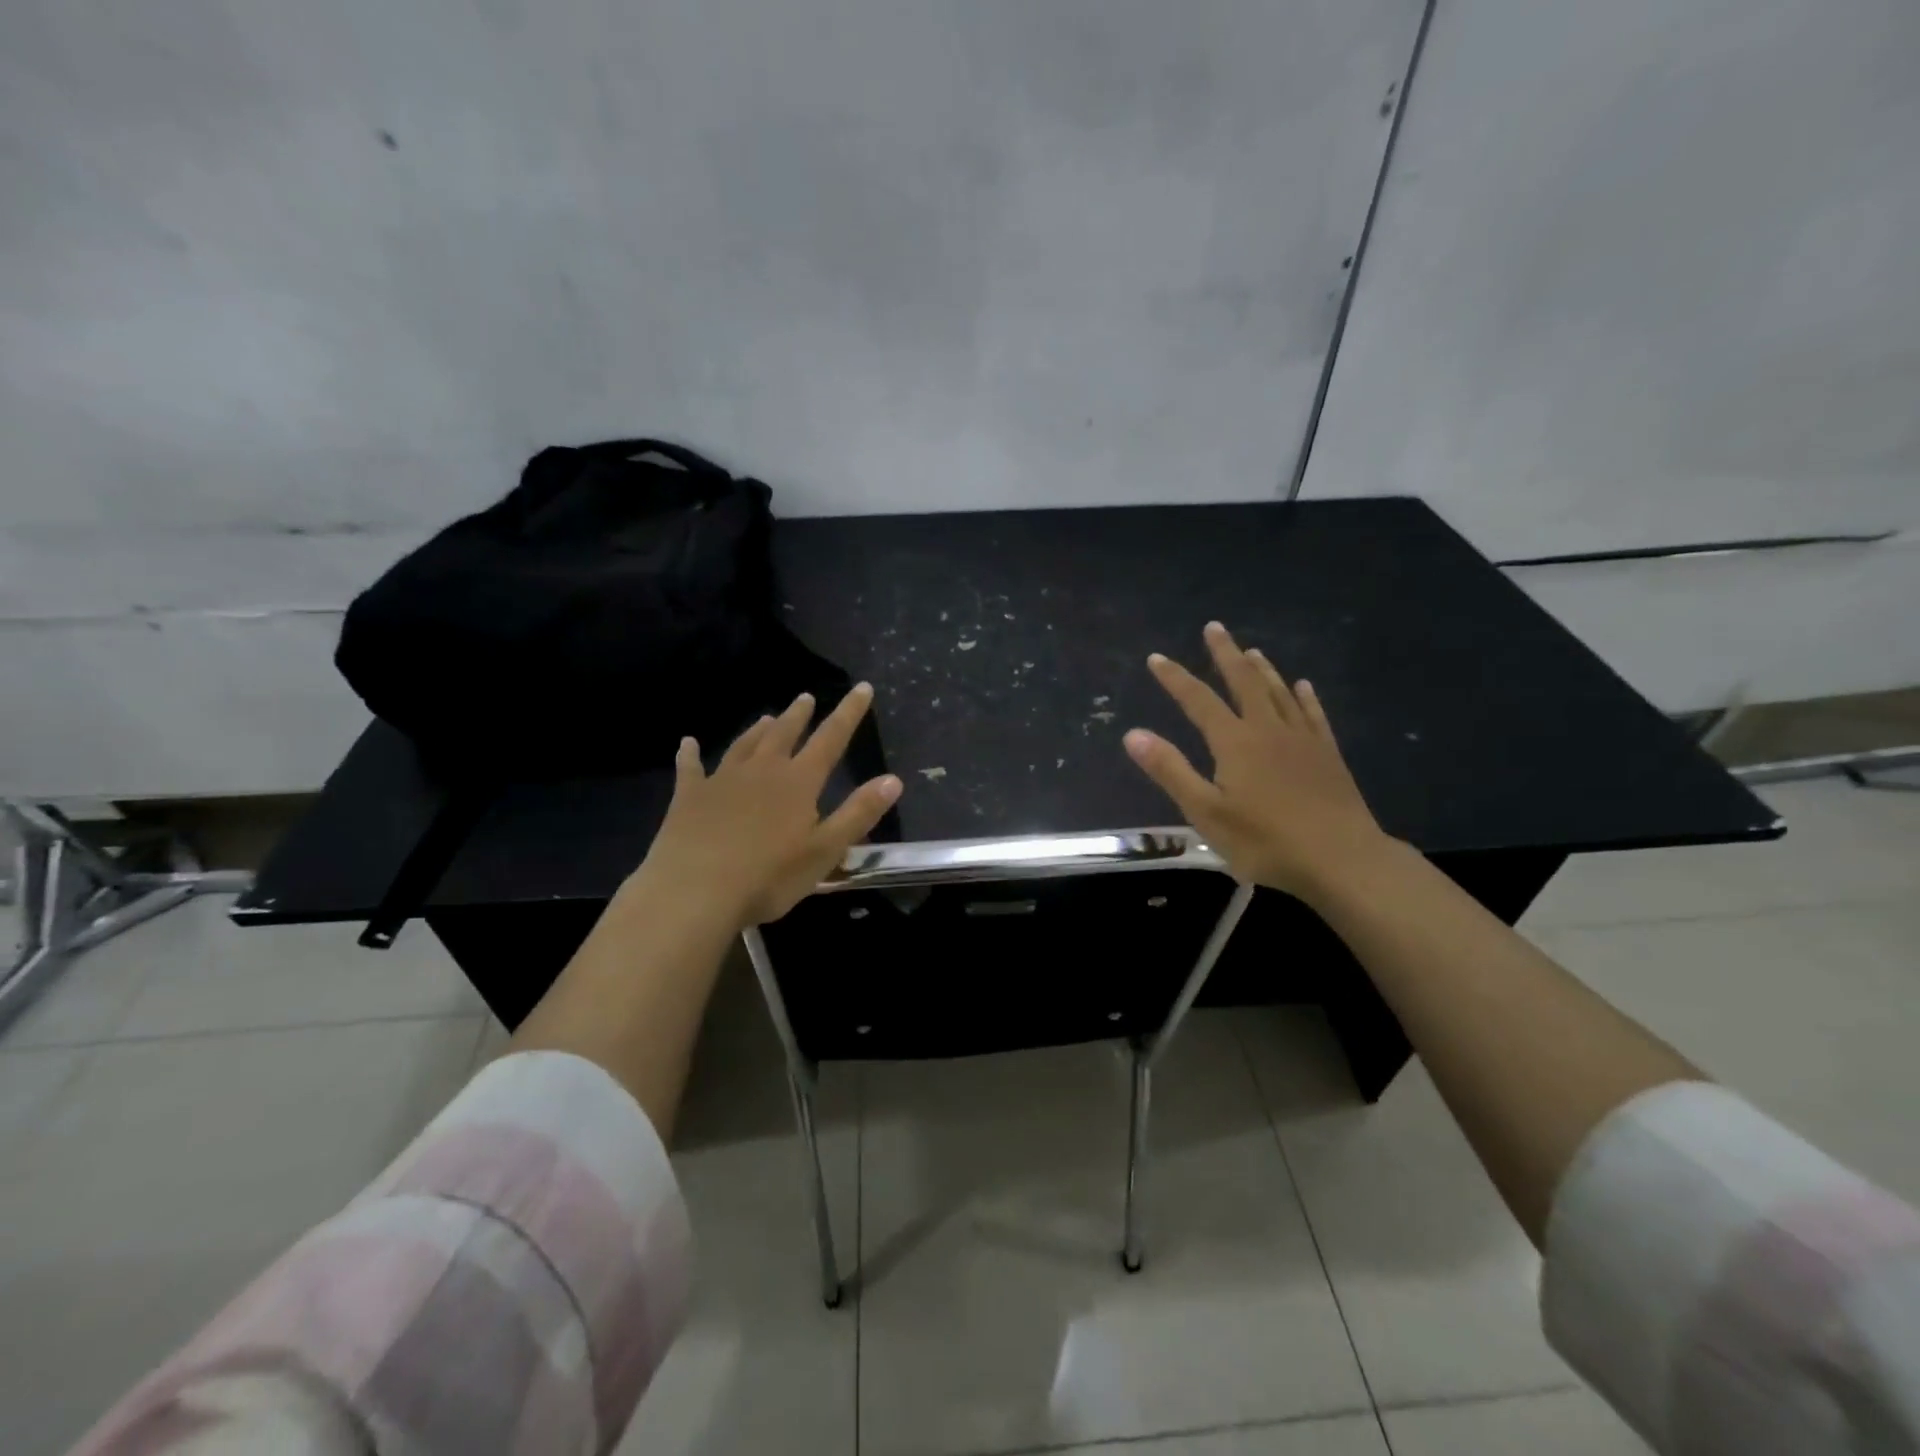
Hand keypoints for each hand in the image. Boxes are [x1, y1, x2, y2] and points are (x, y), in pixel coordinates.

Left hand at [634, 684, 902, 925]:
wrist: (693, 892)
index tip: (861, 687)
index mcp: (798, 782)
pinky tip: (687, 744)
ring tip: (766, 717)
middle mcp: (761, 771)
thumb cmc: (768, 877)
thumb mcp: (825, 851)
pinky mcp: (689, 797)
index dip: (849, 713)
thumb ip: (859, 813)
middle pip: (784, 734)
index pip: (831, 739)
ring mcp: (722, 780)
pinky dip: (690, 754)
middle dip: (799, 715)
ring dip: (757, 730)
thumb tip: (893, 779)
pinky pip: (690, 768)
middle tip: (806, 697)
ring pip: (744, 745)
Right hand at [1124, 622, 1389, 901]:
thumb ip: (1170, 770)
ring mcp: (1302, 740)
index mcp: (1235, 742)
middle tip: (1214, 628)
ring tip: (1251, 650)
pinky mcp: (1328, 755)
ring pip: (1279, 692)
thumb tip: (1132, 734)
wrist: (1342, 858)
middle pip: (1244, 682)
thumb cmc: (1265, 841)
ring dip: (1262, 669)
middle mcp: (1268, 729)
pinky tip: (1303, 686)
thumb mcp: (1206, 811)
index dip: (1175, 678)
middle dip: (1225, 654)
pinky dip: (1304, 697)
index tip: (1157, 657)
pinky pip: (1313, 715)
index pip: (1198, 700)